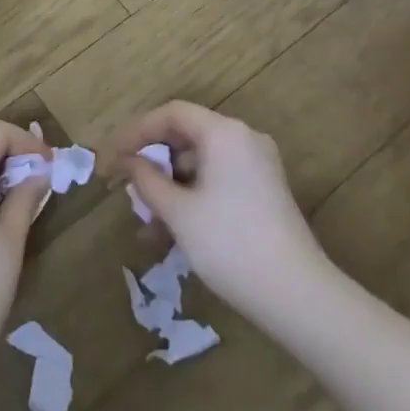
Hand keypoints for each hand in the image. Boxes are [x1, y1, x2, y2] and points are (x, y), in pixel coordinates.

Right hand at [112, 101, 330, 324]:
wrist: (297, 296)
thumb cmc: (230, 245)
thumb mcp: (178, 212)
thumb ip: (147, 180)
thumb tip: (129, 163)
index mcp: (224, 133)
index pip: (170, 114)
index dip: (136, 132)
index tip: (111, 158)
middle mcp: (243, 139)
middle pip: (186, 136)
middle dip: (152, 162)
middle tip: (125, 188)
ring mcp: (258, 166)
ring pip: (200, 163)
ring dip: (169, 186)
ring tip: (146, 222)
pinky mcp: (264, 192)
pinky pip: (217, 181)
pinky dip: (192, 197)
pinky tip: (171, 232)